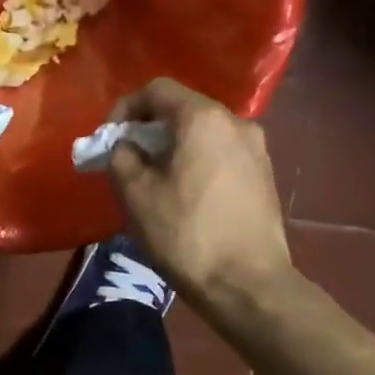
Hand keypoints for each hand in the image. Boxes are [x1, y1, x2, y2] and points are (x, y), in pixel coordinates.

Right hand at [106, 78, 291, 304]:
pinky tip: (186, 197)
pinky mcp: (265, 176)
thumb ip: (121, 157)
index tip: (109, 139)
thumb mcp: (136, 194)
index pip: (157, 90)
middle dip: (149, 131)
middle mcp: (236, 122)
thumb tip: (125, 146)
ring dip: (174, 149)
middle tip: (128, 162)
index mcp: (203, 119)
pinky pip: (221, 155)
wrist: (248, 284)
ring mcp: (257, 150)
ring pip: (203, 135)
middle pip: (183, 110)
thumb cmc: (185, 234)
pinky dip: (197, 163)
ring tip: (156, 183)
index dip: (125, 108)